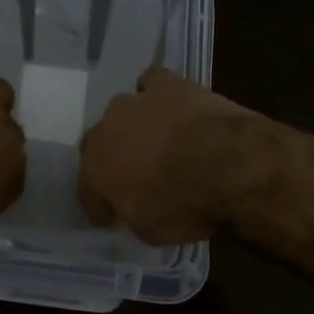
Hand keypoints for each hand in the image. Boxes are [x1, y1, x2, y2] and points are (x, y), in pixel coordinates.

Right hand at [79, 69, 261, 244]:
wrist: (226, 164)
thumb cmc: (185, 206)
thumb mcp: (151, 231)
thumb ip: (132, 214)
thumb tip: (131, 206)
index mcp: (94, 172)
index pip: (87, 191)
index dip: (101, 205)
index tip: (114, 216)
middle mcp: (105, 132)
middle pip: (99, 145)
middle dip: (112, 159)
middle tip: (135, 175)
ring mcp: (134, 103)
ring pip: (122, 112)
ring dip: (134, 126)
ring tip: (157, 140)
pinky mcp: (165, 84)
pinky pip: (151, 83)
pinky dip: (156, 93)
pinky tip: (169, 105)